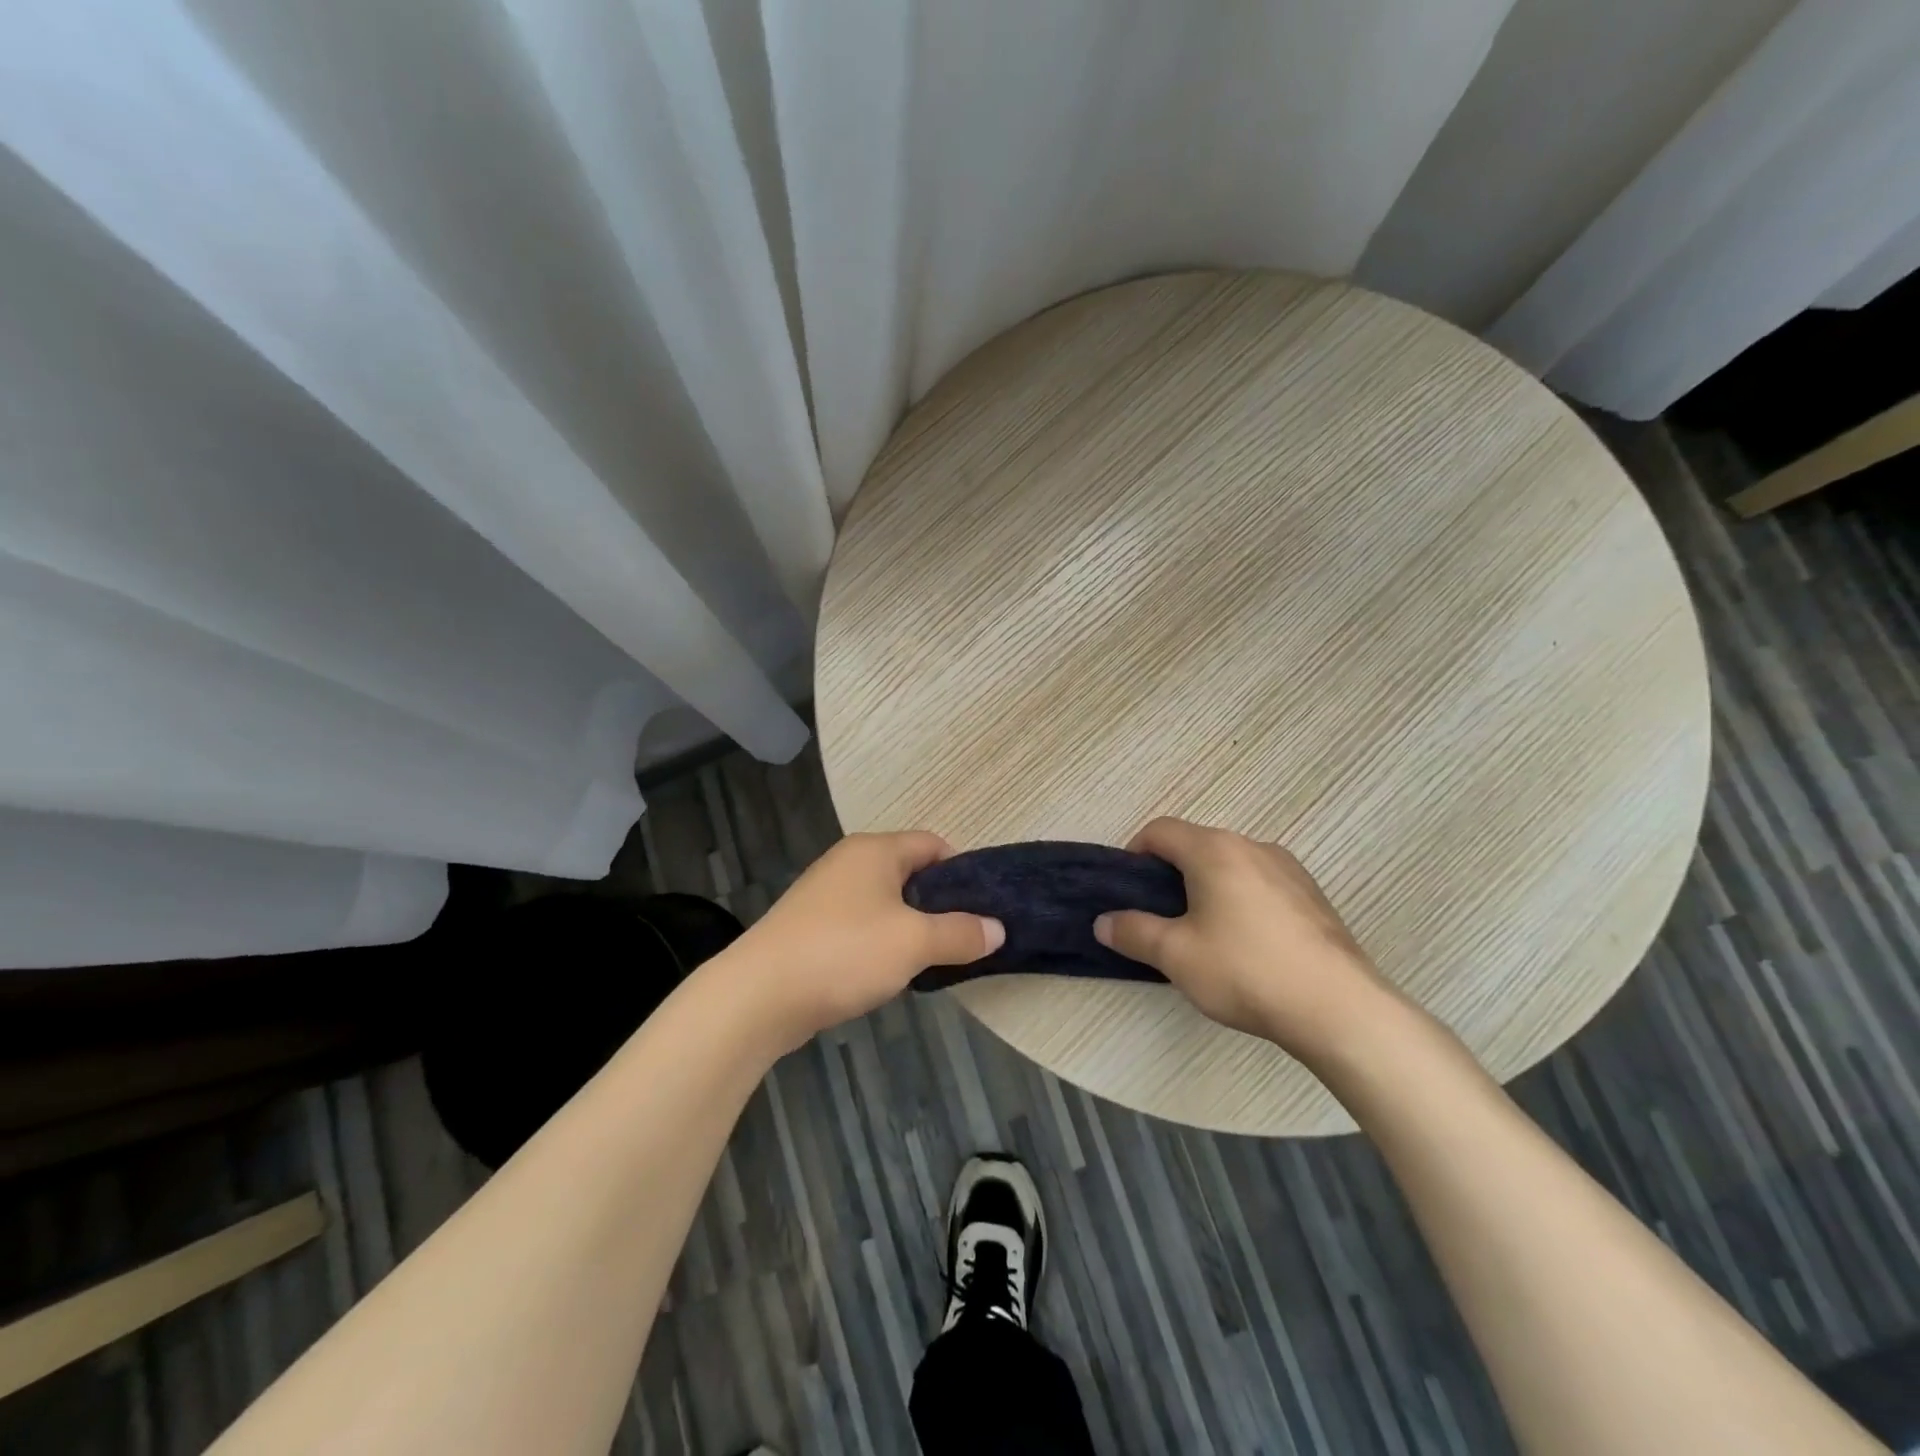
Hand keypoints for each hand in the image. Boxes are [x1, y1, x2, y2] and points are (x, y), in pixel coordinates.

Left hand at [724, 832, 1003, 1051]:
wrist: (758, 995)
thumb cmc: (843, 952)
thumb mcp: (914, 943)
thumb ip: (960, 933)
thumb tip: (997, 928)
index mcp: (875, 850)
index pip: (933, 844)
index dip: (962, 871)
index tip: (982, 908)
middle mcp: (850, 861)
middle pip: (910, 872)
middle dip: (939, 903)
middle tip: (964, 937)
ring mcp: (826, 893)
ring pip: (885, 901)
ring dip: (910, 926)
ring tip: (931, 959)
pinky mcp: (811, 926)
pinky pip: (861, 924)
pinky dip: (881, 941)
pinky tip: (889, 972)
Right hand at [1093, 817, 1400, 1064]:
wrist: (1338, 1007)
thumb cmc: (1245, 971)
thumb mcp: (1176, 955)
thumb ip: (1133, 932)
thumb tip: (1103, 922)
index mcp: (1214, 850)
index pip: (1160, 830)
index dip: (1135, 852)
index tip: (1128, 889)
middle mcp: (1252, 846)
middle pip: (1197, 844)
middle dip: (1171, 872)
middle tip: (1160, 915)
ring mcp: (1288, 868)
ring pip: (1231, 863)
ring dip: (1208, 885)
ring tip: (1203, 932)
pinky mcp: (1313, 895)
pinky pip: (1261, 882)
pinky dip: (1241, 898)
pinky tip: (1247, 943)